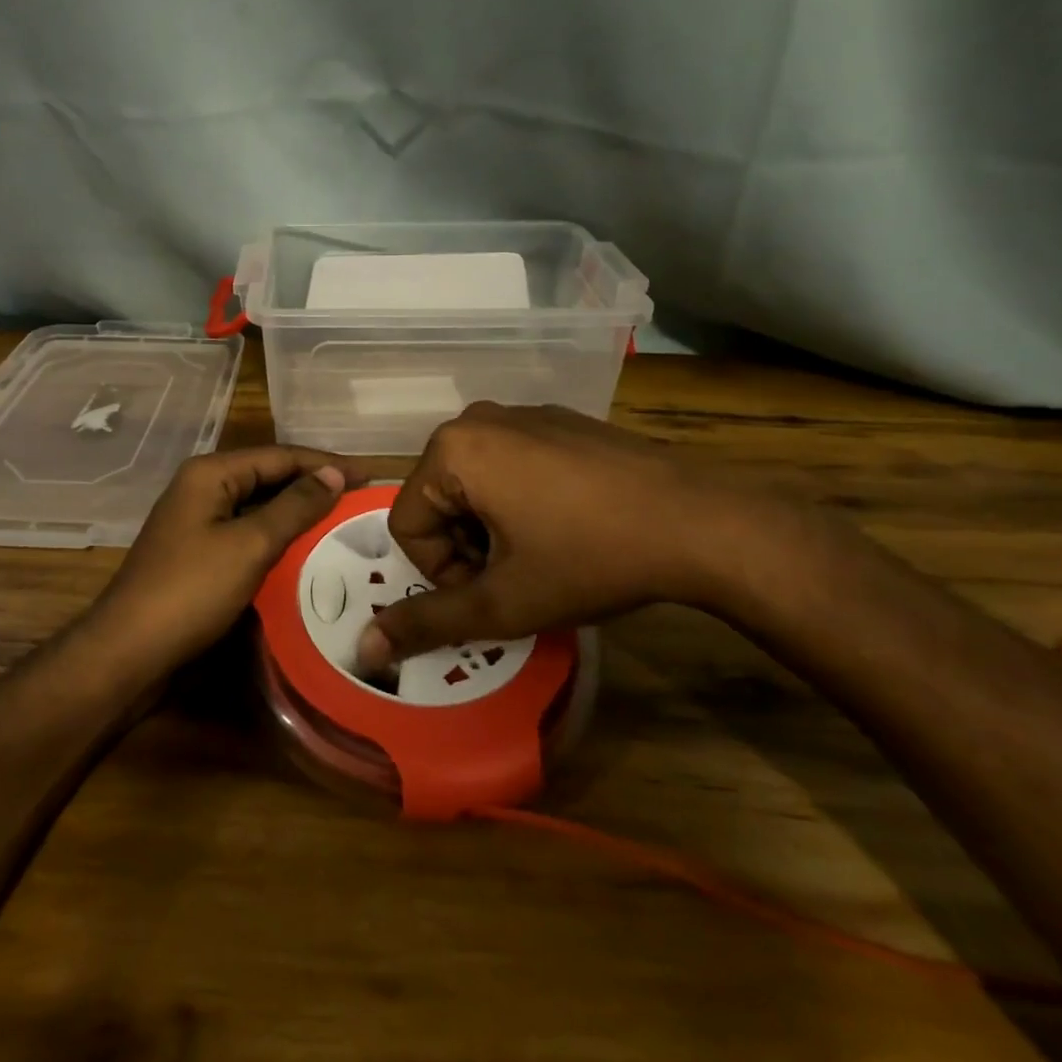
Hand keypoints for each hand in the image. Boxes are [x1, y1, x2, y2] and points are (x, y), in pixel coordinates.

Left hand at [91, 446, 363, 676]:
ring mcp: (198, 523)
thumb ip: (295, 506)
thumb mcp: (250, 545)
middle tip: (361, 500)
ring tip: (343, 523)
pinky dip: (278, 539)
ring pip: (259, 508)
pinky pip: (248, 535)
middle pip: (269, 478)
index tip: (370, 475)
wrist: (128, 654)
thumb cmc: (191, 591)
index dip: (326, 463)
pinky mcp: (199, 555)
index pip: (280, 456)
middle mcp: (203, 489)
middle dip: (314, 487)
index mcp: (211, 474)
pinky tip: (306, 552)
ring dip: (298, 514)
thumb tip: (335, 473)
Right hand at [363, 402, 803, 666]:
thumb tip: (364, 648)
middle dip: (465, 548)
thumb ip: (428, 622)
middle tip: (516, 578)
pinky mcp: (559, 420)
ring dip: (492, 527)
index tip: (493, 592)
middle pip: (439, 499)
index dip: (442, 572)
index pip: (408, 524)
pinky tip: (568, 523)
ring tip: (543, 553)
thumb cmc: (589, 558)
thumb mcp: (504, 602)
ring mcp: (522, 413)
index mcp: (452, 450)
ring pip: (475, 482)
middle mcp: (477, 418)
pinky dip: (521, 499)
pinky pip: (512, 462)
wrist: (697, 521)